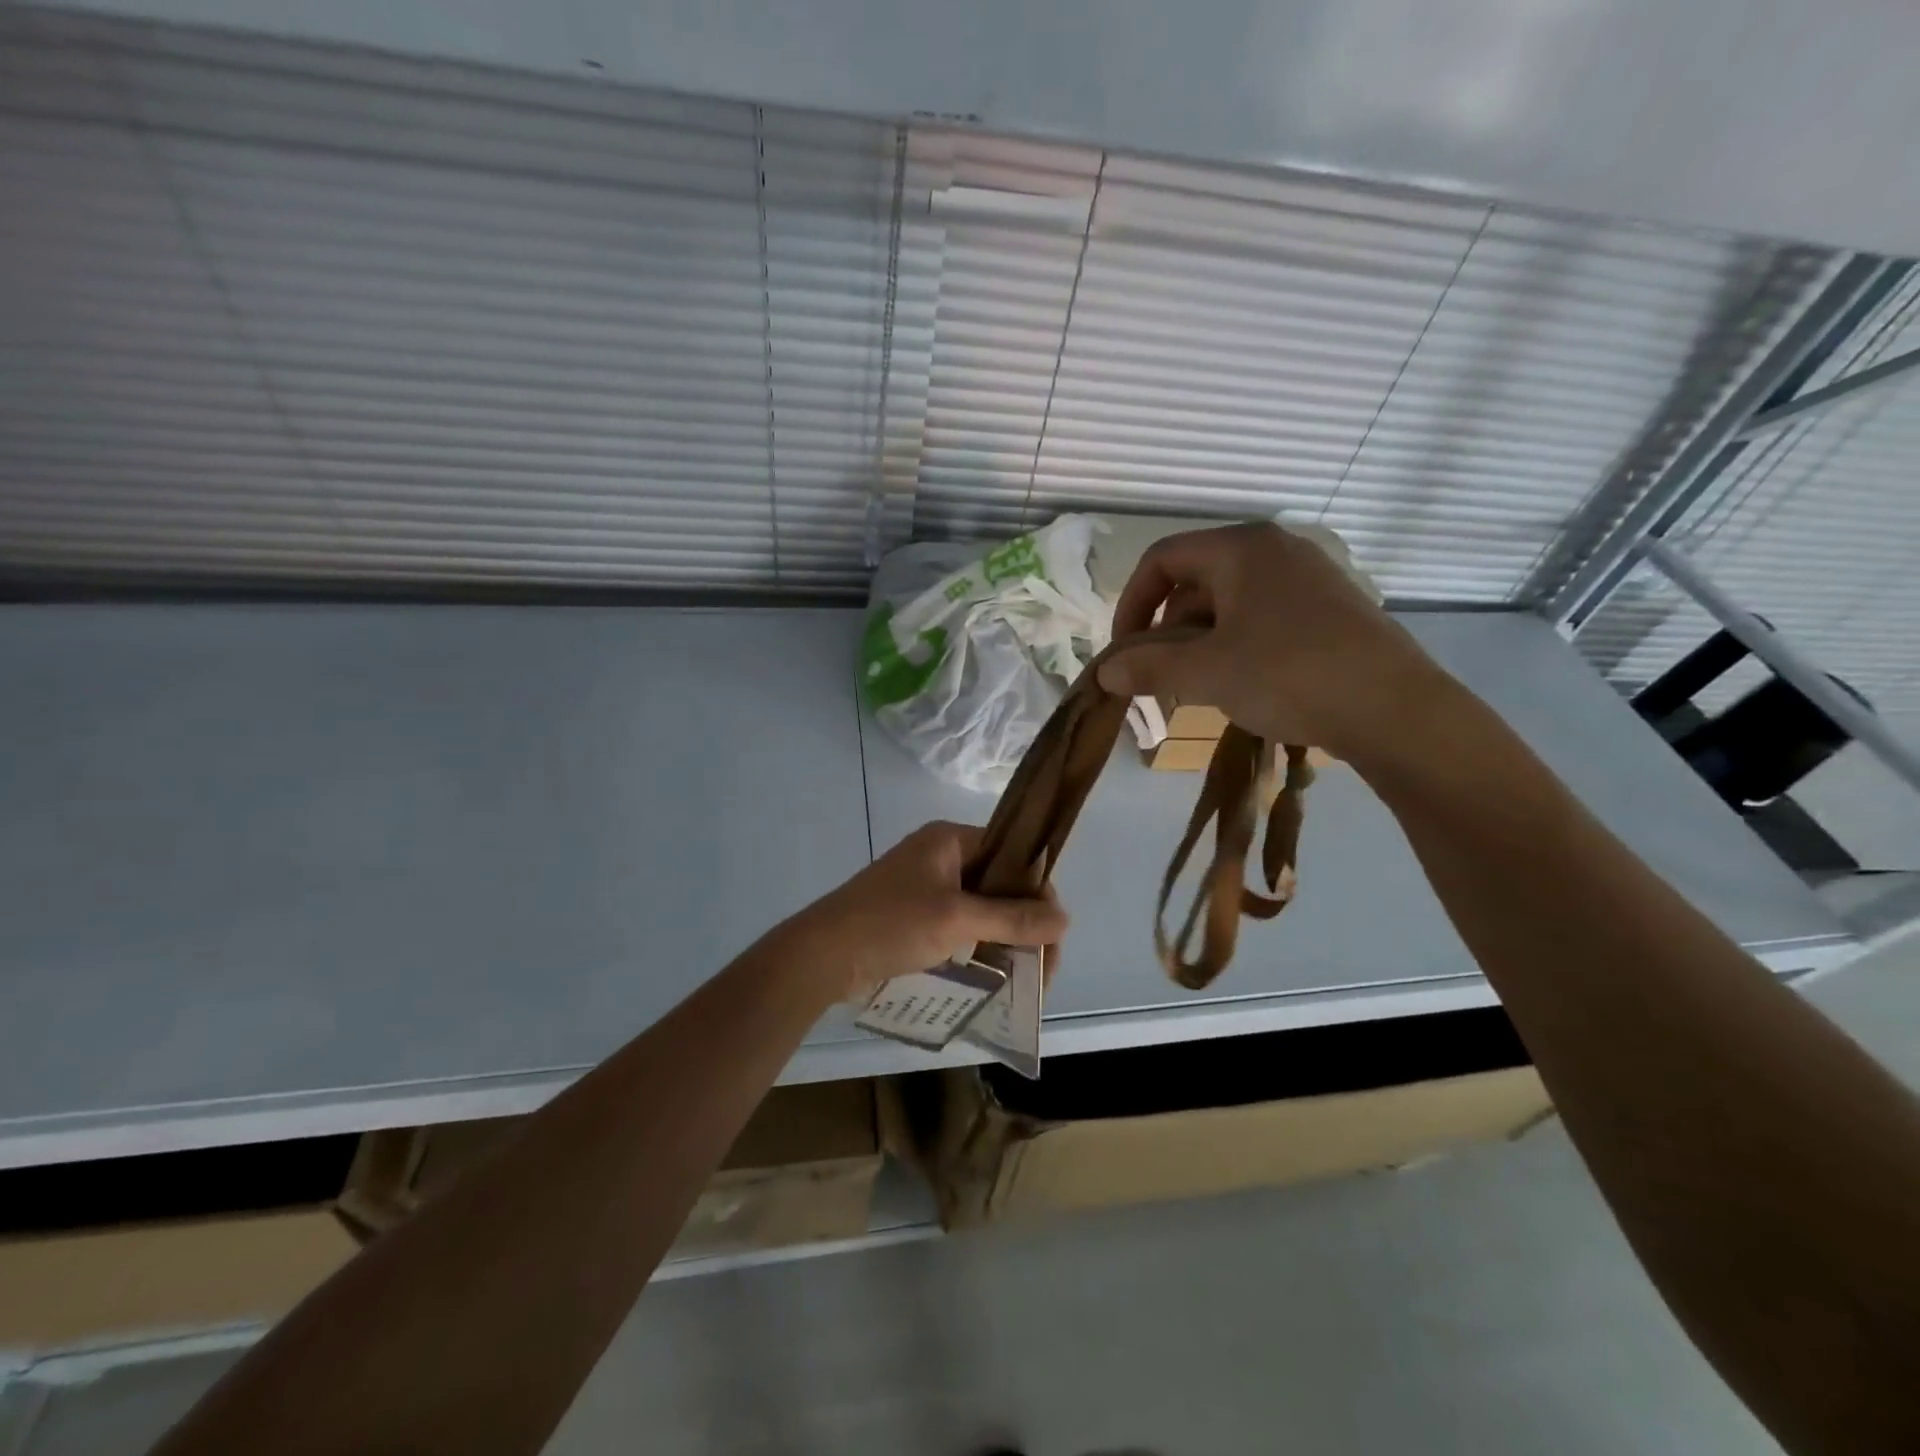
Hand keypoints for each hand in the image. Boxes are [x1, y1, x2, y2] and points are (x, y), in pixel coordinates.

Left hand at [787, 821, 1068, 1001]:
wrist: (821, 955)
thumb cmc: (890, 924)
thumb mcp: (956, 919)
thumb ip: (1012, 918)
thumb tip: (1065, 920)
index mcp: (950, 839)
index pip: (1013, 854)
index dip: (1038, 891)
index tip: (1052, 936)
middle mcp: (941, 855)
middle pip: (1000, 882)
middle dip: (1025, 922)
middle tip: (1041, 969)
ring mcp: (926, 884)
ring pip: (982, 906)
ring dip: (1004, 937)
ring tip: (1023, 977)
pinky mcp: (915, 913)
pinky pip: (961, 922)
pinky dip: (980, 944)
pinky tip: (994, 973)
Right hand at [1097, 522, 1446, 764]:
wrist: (1395, 709)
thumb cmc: (1288, 675)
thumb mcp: (1206, 673)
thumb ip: (1148, 667)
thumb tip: (1105, 670)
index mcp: (1241, 548)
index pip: (1162, 560)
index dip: (1132, 604)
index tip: (1124, 652)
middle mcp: (1275, 550)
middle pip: (1194, 582)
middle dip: (1166, 632)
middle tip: (1159, 680)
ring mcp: (1308, 579)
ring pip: (1228, 605)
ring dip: (1198, 645)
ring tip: (1196, 690)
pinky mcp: (1330, 610)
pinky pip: (1261, 619)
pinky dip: (1234, 647)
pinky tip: (1239, 686)